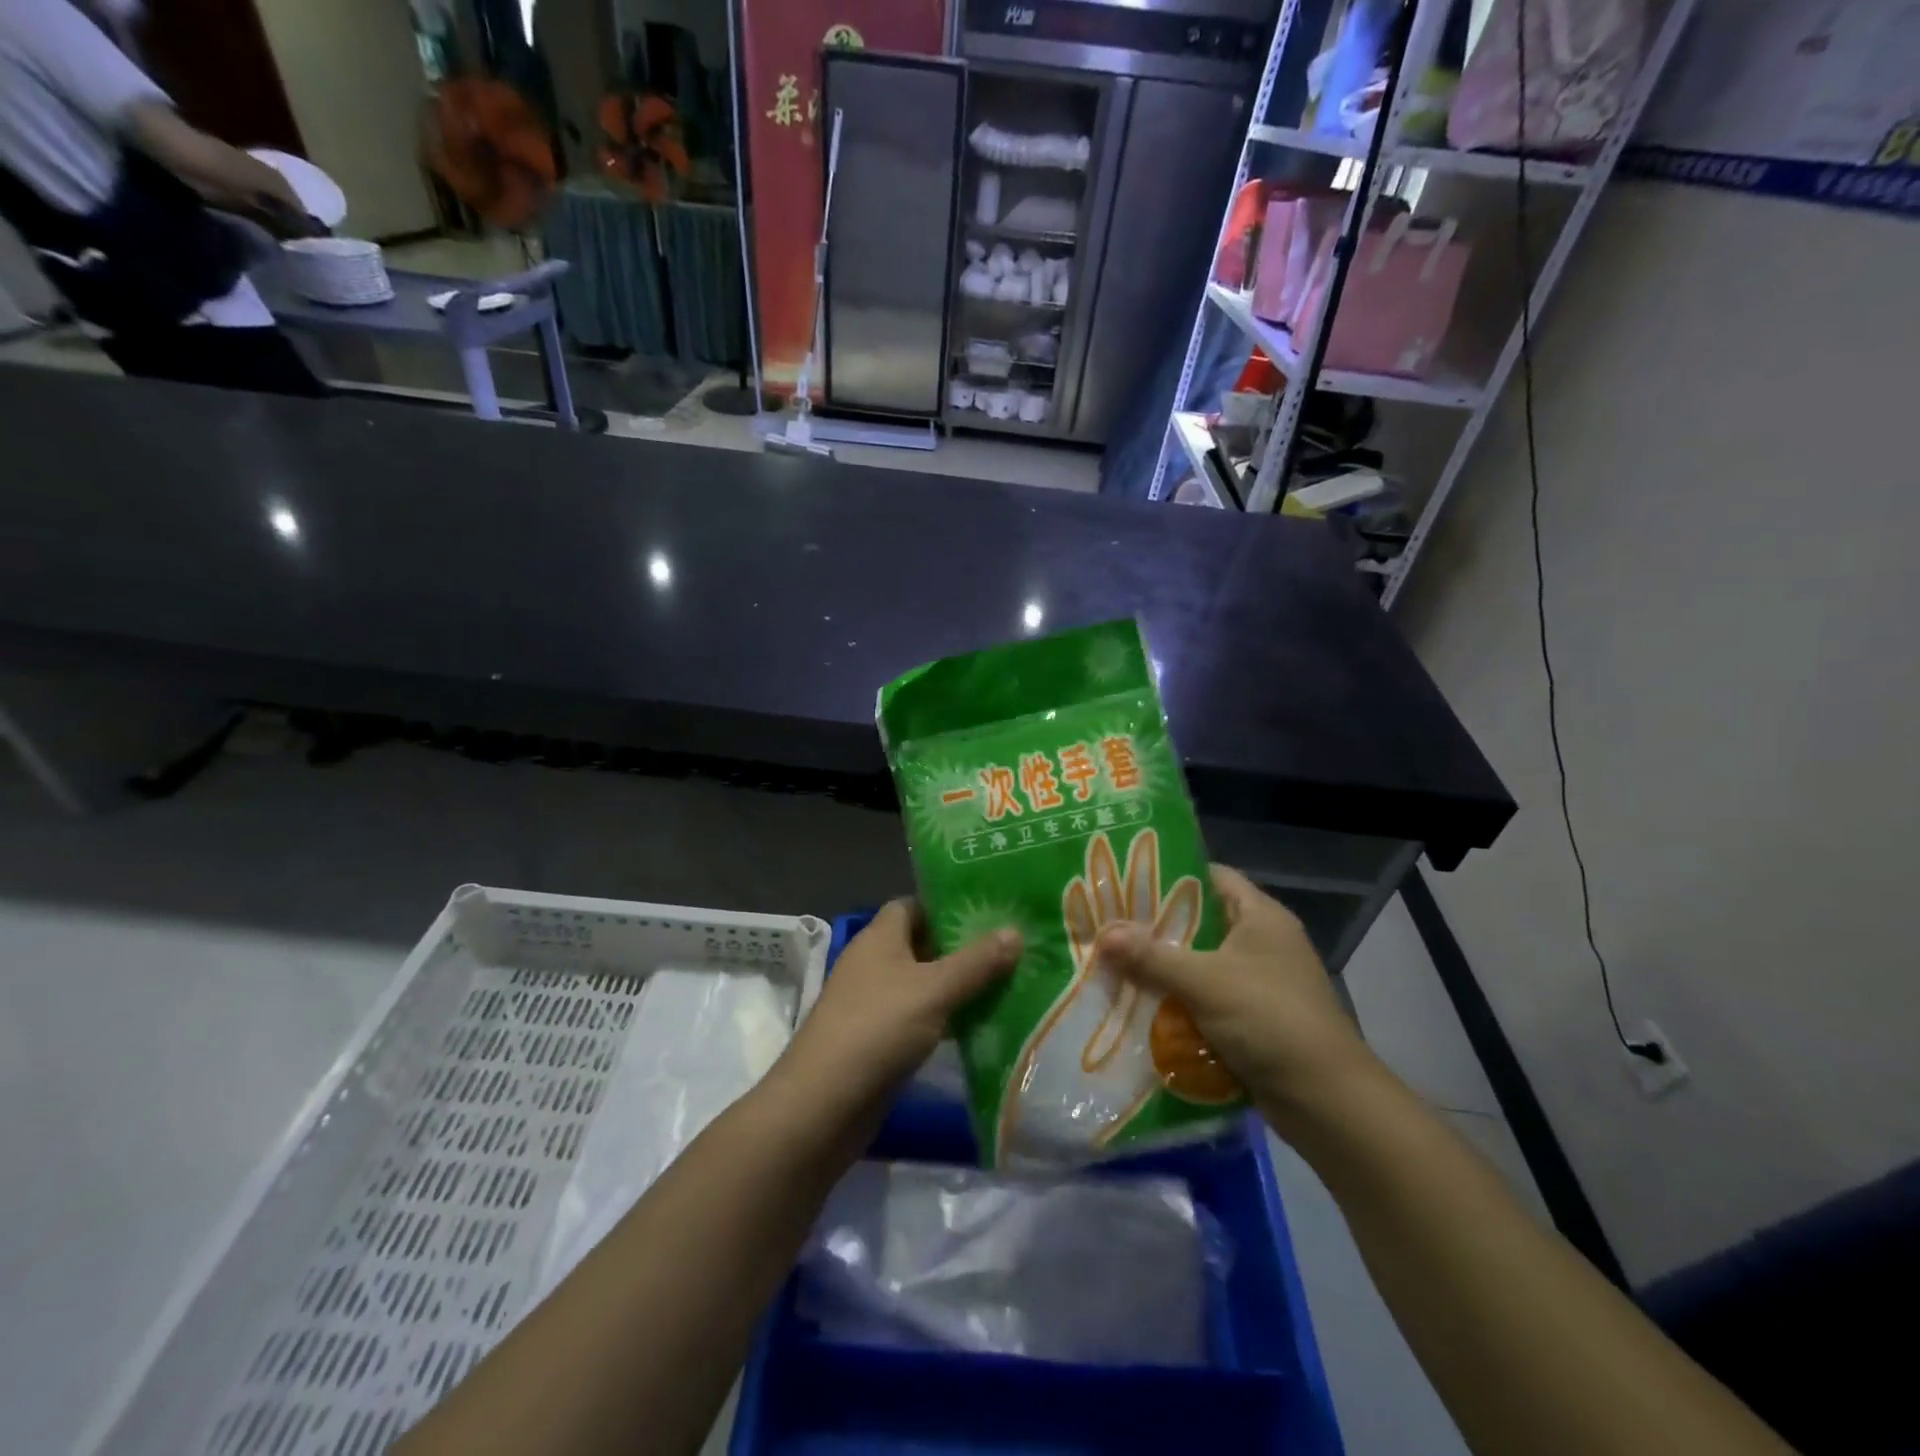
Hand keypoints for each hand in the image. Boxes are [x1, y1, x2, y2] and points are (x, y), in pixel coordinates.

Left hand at [771, 902, 1019, 1134]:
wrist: (823, 1103)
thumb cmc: (877, 1028)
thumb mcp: (934, 990)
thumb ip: (976, 962)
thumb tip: (1016, 930)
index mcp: (879, 937)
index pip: (913, 905)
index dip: (947, 905)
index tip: (988, 910)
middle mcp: (873, 962)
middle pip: (921, 944)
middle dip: (961, 946)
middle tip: (1009, 947)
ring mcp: (873, 1002)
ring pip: (922, 983)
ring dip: (956, 984)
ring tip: (1006, 982)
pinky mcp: (878, 1039)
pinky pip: (918, 1016)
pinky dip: (944, 1017)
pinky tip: (979, 1024)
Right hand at [1095, 865, 1380, 1133]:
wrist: (1326, 1100)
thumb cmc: (1270, 1019)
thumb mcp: (1205, 981)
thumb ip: (1152, 957)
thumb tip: (1101, 935)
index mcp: (1261, 916)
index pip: (1212, 877)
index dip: (1171, 874)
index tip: (1127, 880)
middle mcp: (1262, 942)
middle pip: (1200, 923)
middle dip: (1155, 928)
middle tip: (1108, 925)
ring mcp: (1260, 983)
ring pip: (1200, 964)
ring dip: (1163, 969)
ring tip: (1113, 964)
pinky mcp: (1254, 1019)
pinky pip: (1206, 1000)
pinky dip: (1178, 1002)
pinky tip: (1139, 1005)